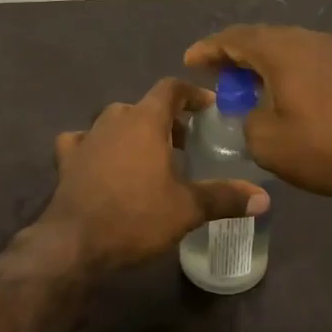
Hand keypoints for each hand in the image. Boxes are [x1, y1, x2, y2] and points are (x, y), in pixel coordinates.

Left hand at [42, 78, 269, 270]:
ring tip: (151, 157)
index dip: (191, 94)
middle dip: (167, 120)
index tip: (208, 108)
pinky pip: (83, 141)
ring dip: (134, 132)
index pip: (170, 88)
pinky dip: (96, 146)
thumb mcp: (187, 209)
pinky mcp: (67, 159)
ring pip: (115, 122)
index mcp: (145, 120)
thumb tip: (264, 198)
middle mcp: (114, 119)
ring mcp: (86, 137)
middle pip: (144, 107)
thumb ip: (225, 198)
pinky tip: (101, 162)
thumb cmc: (136, 217)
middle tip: (186, 144)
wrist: (75, 242)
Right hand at [184, 25, 331, 196]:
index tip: (189, 61)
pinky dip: (285, 71)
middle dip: (234, 55)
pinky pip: (306, 60)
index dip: (208, 50)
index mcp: (280, 49)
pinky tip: (283, 93)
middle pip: (260, 38)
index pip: (233, 39)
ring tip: (246, 85)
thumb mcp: (267, 142)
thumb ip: (246, 121)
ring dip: (261, 64)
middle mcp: (305, 39)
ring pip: (285, 48)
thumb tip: (252, 114)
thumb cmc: (325, 145)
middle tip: (216, 74)